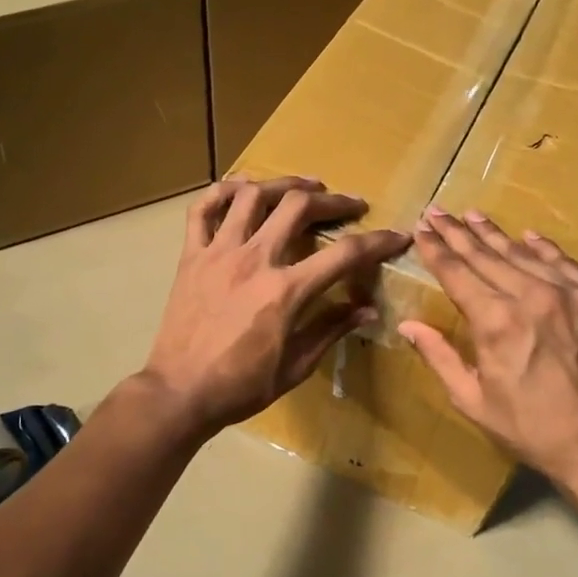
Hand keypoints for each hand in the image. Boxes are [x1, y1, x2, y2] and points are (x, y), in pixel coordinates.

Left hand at [140, 177, 411, 439]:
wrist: (180, 391)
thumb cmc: (242, 386)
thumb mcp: (296, 366)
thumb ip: (331, 329)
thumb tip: (368, 309)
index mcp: (286, 291)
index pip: (344, 254)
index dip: (377, 242)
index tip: (396, 236)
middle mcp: (254, 260)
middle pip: (299, 207)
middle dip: (333, 200)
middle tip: (349, 205)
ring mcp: (219, 252)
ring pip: (252, 196)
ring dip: (283, 184)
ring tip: (303, 188)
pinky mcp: (191, 256)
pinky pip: (203, 209)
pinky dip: (223, 191)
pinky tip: (242, 190)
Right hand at [399, 207, 577, 497]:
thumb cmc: (529, 427)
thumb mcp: (472, 399)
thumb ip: (439, 356)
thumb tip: (407, 325)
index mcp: (497, 321)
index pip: (458, 273)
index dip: (436, 250)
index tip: (421, 229)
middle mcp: (535, 297)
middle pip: (488, 256)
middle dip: (458, 233)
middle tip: (439, 211)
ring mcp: (575, 295)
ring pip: (526, 255)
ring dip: (496, 235)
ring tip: (474, 216)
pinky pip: (568, 265)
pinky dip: (545, 249)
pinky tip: (529, 236)